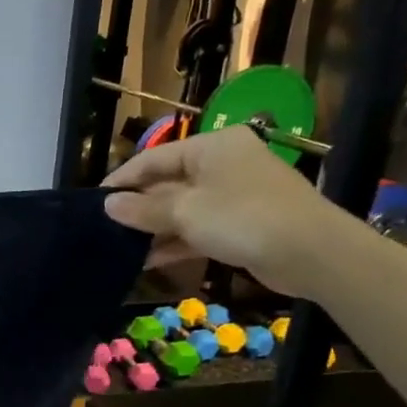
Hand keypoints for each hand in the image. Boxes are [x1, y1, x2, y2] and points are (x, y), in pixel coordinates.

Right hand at [102, 127, 352, 297]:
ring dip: (153, 228)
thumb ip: (143, 210)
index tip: (94, 202)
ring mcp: (234, 194)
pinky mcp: (241, 223)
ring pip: (182, 208)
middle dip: (138, 208)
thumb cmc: (243, 219)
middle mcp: (222, 164)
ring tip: (120, 248)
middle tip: (104, 228)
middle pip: (167, 183)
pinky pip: (198, 227)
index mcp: (211, 147)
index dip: (122, 180)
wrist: (312, 253)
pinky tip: (147, 260)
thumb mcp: (185, 213)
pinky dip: (175, 241)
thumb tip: (107, 205)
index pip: (153, 158)